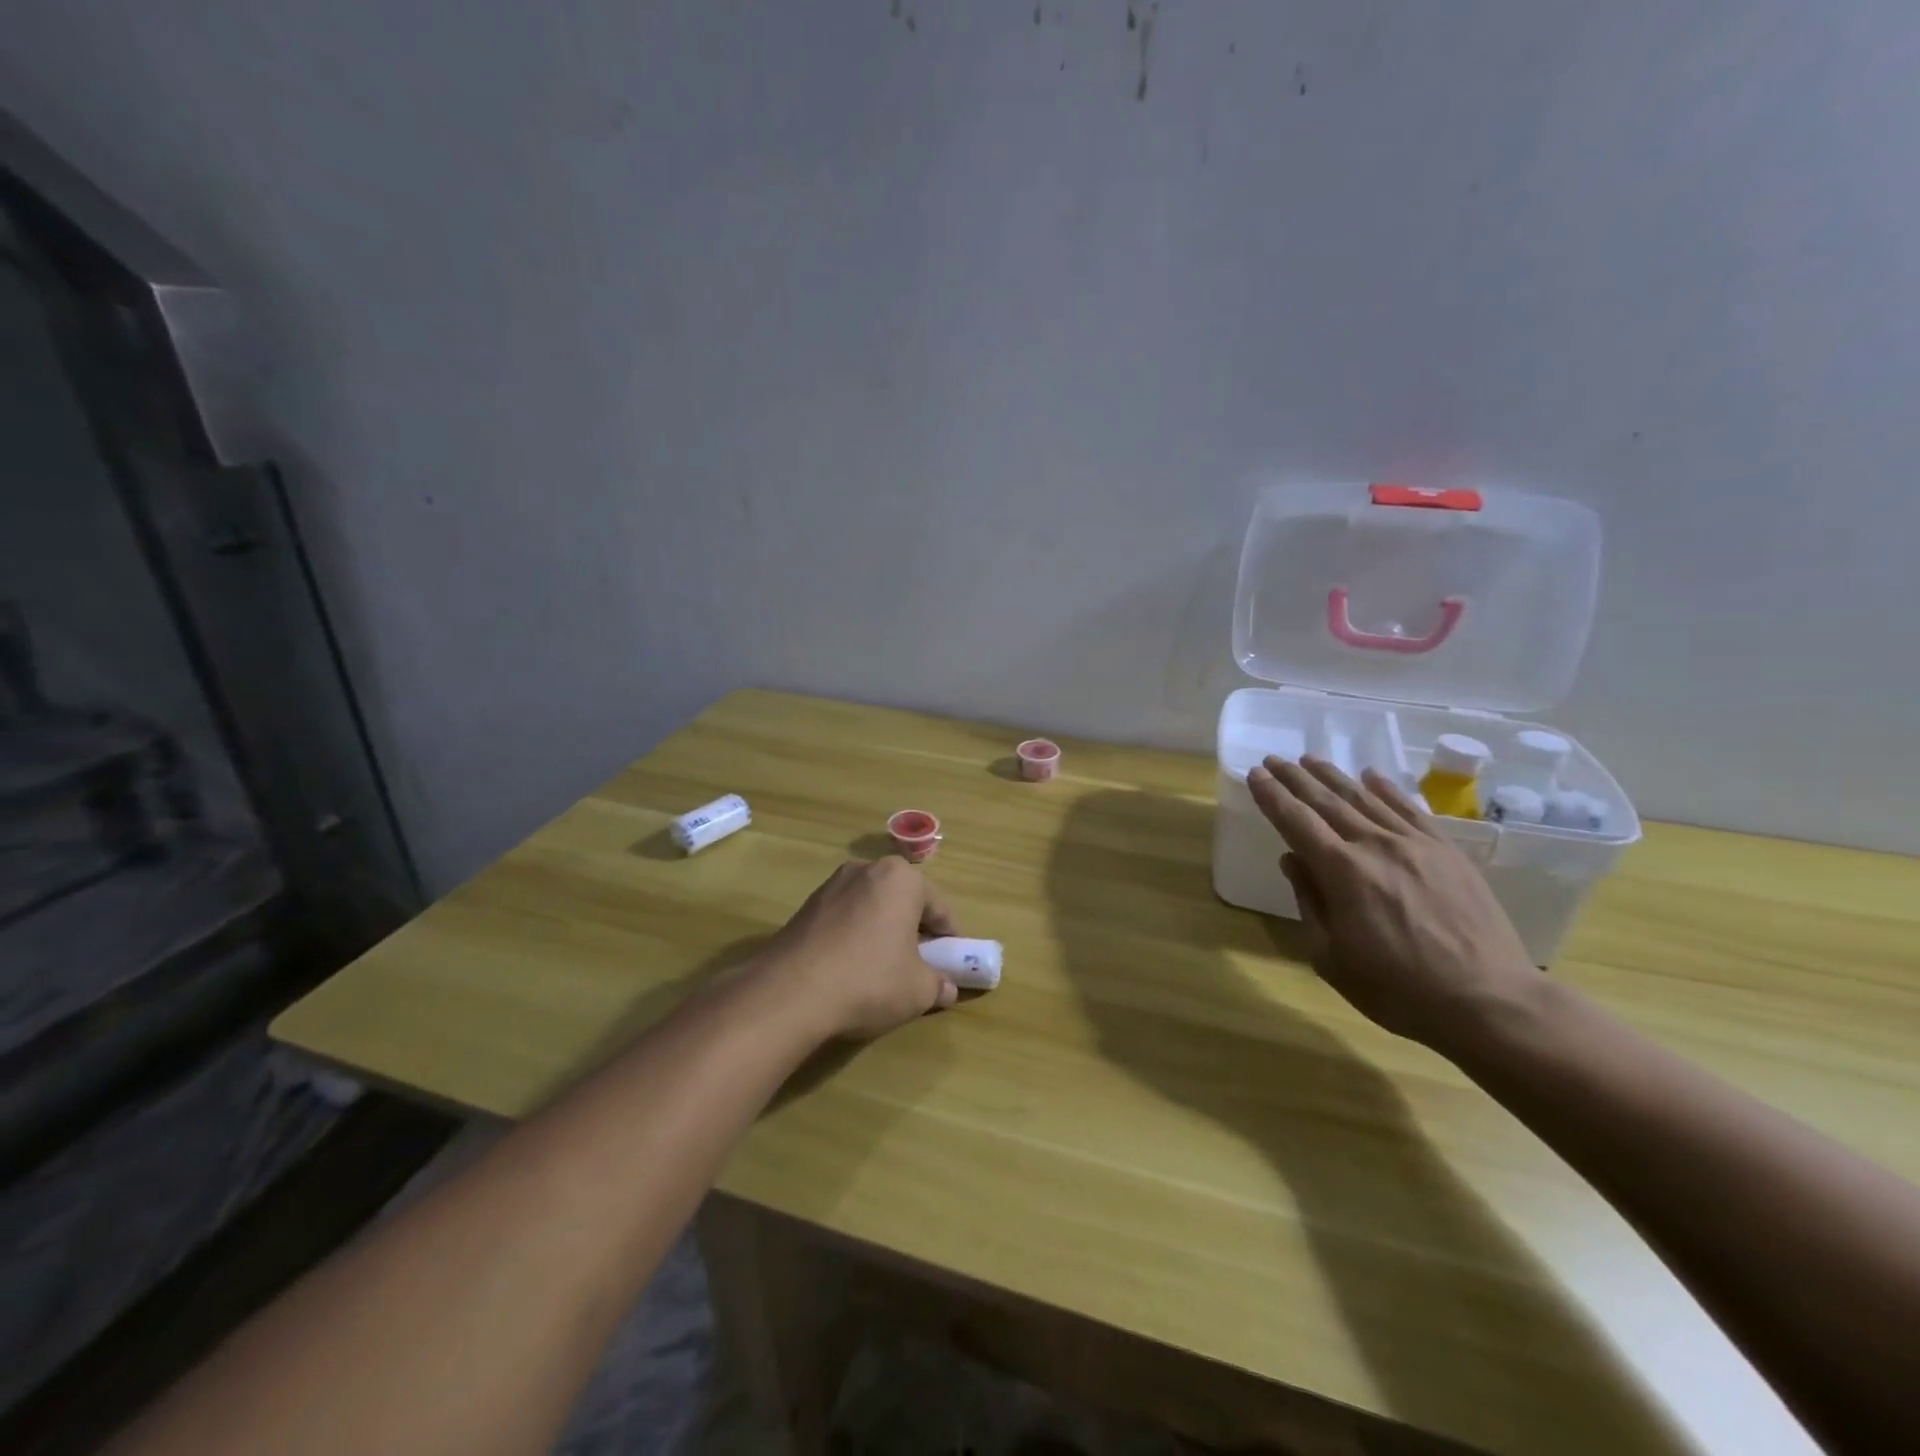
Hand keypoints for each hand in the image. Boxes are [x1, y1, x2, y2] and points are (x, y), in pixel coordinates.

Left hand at [760, 858, 960, 1040]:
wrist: (790, 993)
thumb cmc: (868, 981)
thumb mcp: (917, 991)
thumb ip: (938, 985)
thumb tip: (946, 989)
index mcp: (901, 878)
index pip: (940, 908)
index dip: (950, 939)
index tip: (953, 964)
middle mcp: (867, 869)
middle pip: (904, 902)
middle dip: (915, 931)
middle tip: (921, 966)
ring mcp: (832, 885)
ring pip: (873, 908)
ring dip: (884, 932)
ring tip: (884, 969)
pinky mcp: (807, 906)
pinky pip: (846, 918)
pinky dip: (856, 937)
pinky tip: (852, 969)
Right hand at [1247, 755, 1540, 1054]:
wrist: (1490, 1002)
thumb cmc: (1398, 990)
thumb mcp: (1330, 957)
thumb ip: (1309, 902)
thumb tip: (1293, 860)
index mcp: (1341, 873)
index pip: (1296, 821)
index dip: (1272, 796)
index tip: (1255, 774)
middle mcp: (1375, 846)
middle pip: (1327, 801)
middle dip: (1295, 778)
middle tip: (1274, 759)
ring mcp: (1415, 844)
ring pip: (1365, 798)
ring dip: (1333, 776)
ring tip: (1311, 759)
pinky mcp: (1447, 851)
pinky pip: (1409, 809)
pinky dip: (1386, 789)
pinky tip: (1371, 776)